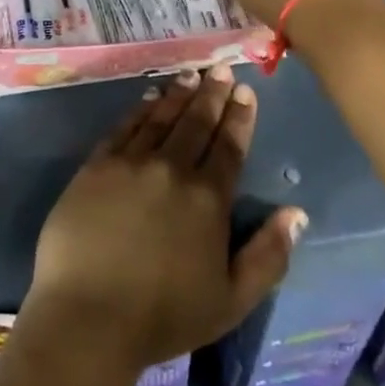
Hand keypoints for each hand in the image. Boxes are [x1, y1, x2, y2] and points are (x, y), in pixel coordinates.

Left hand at [26, 66, 306, 372]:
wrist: (88, 315)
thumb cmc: (164, 316)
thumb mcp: (232, 300)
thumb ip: (268, 255)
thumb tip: (296, 213)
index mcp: (207, 199)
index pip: (228, 147)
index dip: (238, 117)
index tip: (245, 91)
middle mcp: (171, 169)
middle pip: (196, 122)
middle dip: (212, 93)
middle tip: (220, 68)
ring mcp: (131, 162)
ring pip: (161, 117)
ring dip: (179, 94)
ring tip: (191, 75)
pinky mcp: (97, 164)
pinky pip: (125, 127)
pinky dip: (140, 109)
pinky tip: (149, 97)